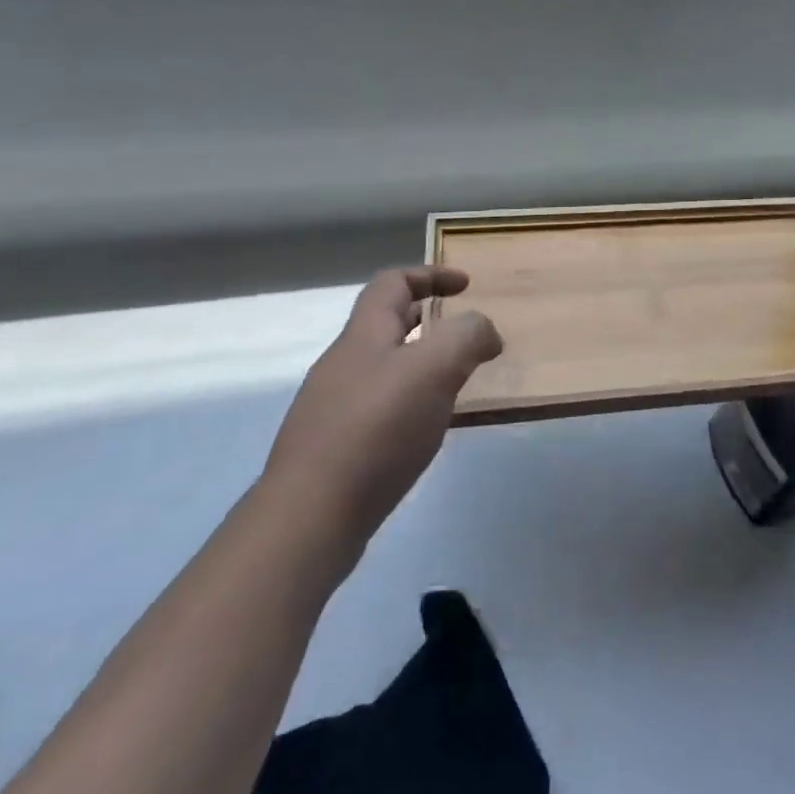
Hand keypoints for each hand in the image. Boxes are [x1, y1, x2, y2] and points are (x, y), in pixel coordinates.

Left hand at [261, 266, 502, 558]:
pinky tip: (425, 431)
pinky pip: (378, 408)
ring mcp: (332, 407)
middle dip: (428, 321)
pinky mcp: (333, 448)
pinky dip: (408, 404)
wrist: (309, 518)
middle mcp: (343, 363)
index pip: (392, 282)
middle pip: (385, 324)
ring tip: (454, 385)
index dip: (430, 275)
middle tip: (464, 337)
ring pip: (383, 368)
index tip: (466, 286)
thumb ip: (468, 336)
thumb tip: (486, 333)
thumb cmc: (376, 428)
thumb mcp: (435, 368)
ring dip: (420, 365)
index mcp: (364, 334)